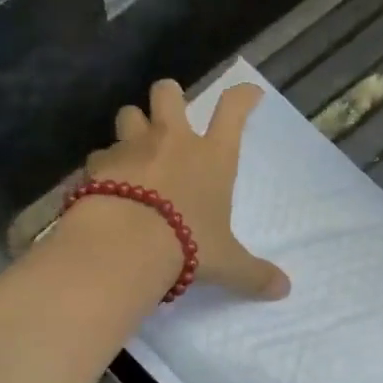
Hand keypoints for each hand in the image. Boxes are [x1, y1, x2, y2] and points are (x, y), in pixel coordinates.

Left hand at [82, 78, 289, 300]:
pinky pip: (100, 154)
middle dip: (169, 97)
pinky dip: (103, 165)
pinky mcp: (99, 164)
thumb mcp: (226, 263)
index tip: (249, 93)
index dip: (243, 96)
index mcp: (212, 156)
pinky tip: (104, 183)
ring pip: (128, 114)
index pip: (233, 110)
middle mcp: (172, 140)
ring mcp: (132, 147)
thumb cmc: (188, 245)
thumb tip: (284, 290)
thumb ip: (254, 274)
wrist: (127, 244)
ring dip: (132, 125)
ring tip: (133, 147)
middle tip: (171, 115)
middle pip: (168, 92)